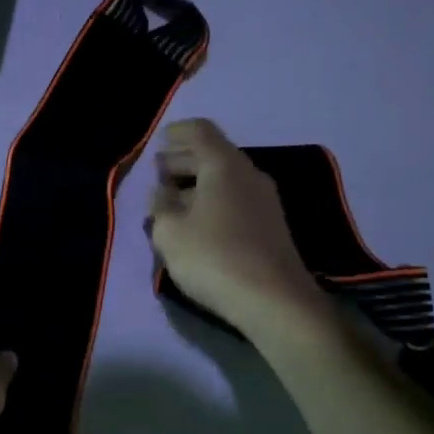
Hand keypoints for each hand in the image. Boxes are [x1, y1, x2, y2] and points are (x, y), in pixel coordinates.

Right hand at [147, 119, 330, 341]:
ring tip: (170, 202)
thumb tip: (162, 191)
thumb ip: (160, 204)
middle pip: (213, 154)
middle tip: (158, 173)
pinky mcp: (271, 226)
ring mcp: (265, 201)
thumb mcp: (170, 231)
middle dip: (182, 160)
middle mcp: (249, 174)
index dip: (176, 132)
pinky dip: (212, 201)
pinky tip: (195, 223)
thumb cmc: (215, 257)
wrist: (276, 302)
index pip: (200, 131)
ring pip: (225, 179)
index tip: (158, 143)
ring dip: (196, 184)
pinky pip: (235, 199)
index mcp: (224, 165)